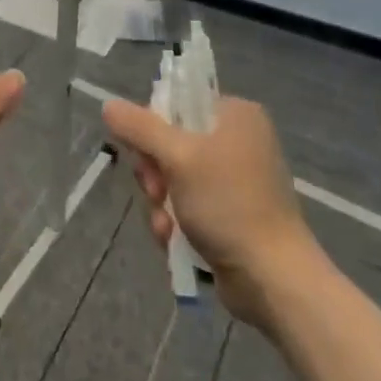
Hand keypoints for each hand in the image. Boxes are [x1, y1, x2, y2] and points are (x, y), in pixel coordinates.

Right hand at [103, 93, 326, 331]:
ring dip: (160, 202)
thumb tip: (108, 106)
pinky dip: (175, 221)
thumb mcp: (177, 157)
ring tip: (166, 224)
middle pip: (170, 142)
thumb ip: (139, 127)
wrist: (273, 277)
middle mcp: (238, 141)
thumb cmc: (228, 204)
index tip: (145, 152)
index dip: (152, 126)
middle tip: (157, 191)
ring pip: (173, 178)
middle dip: (154, 173)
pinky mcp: (231, 214)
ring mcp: (235, 180)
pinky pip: (187, 205)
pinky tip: (173, 239)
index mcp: (236, 115)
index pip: (177, 103)